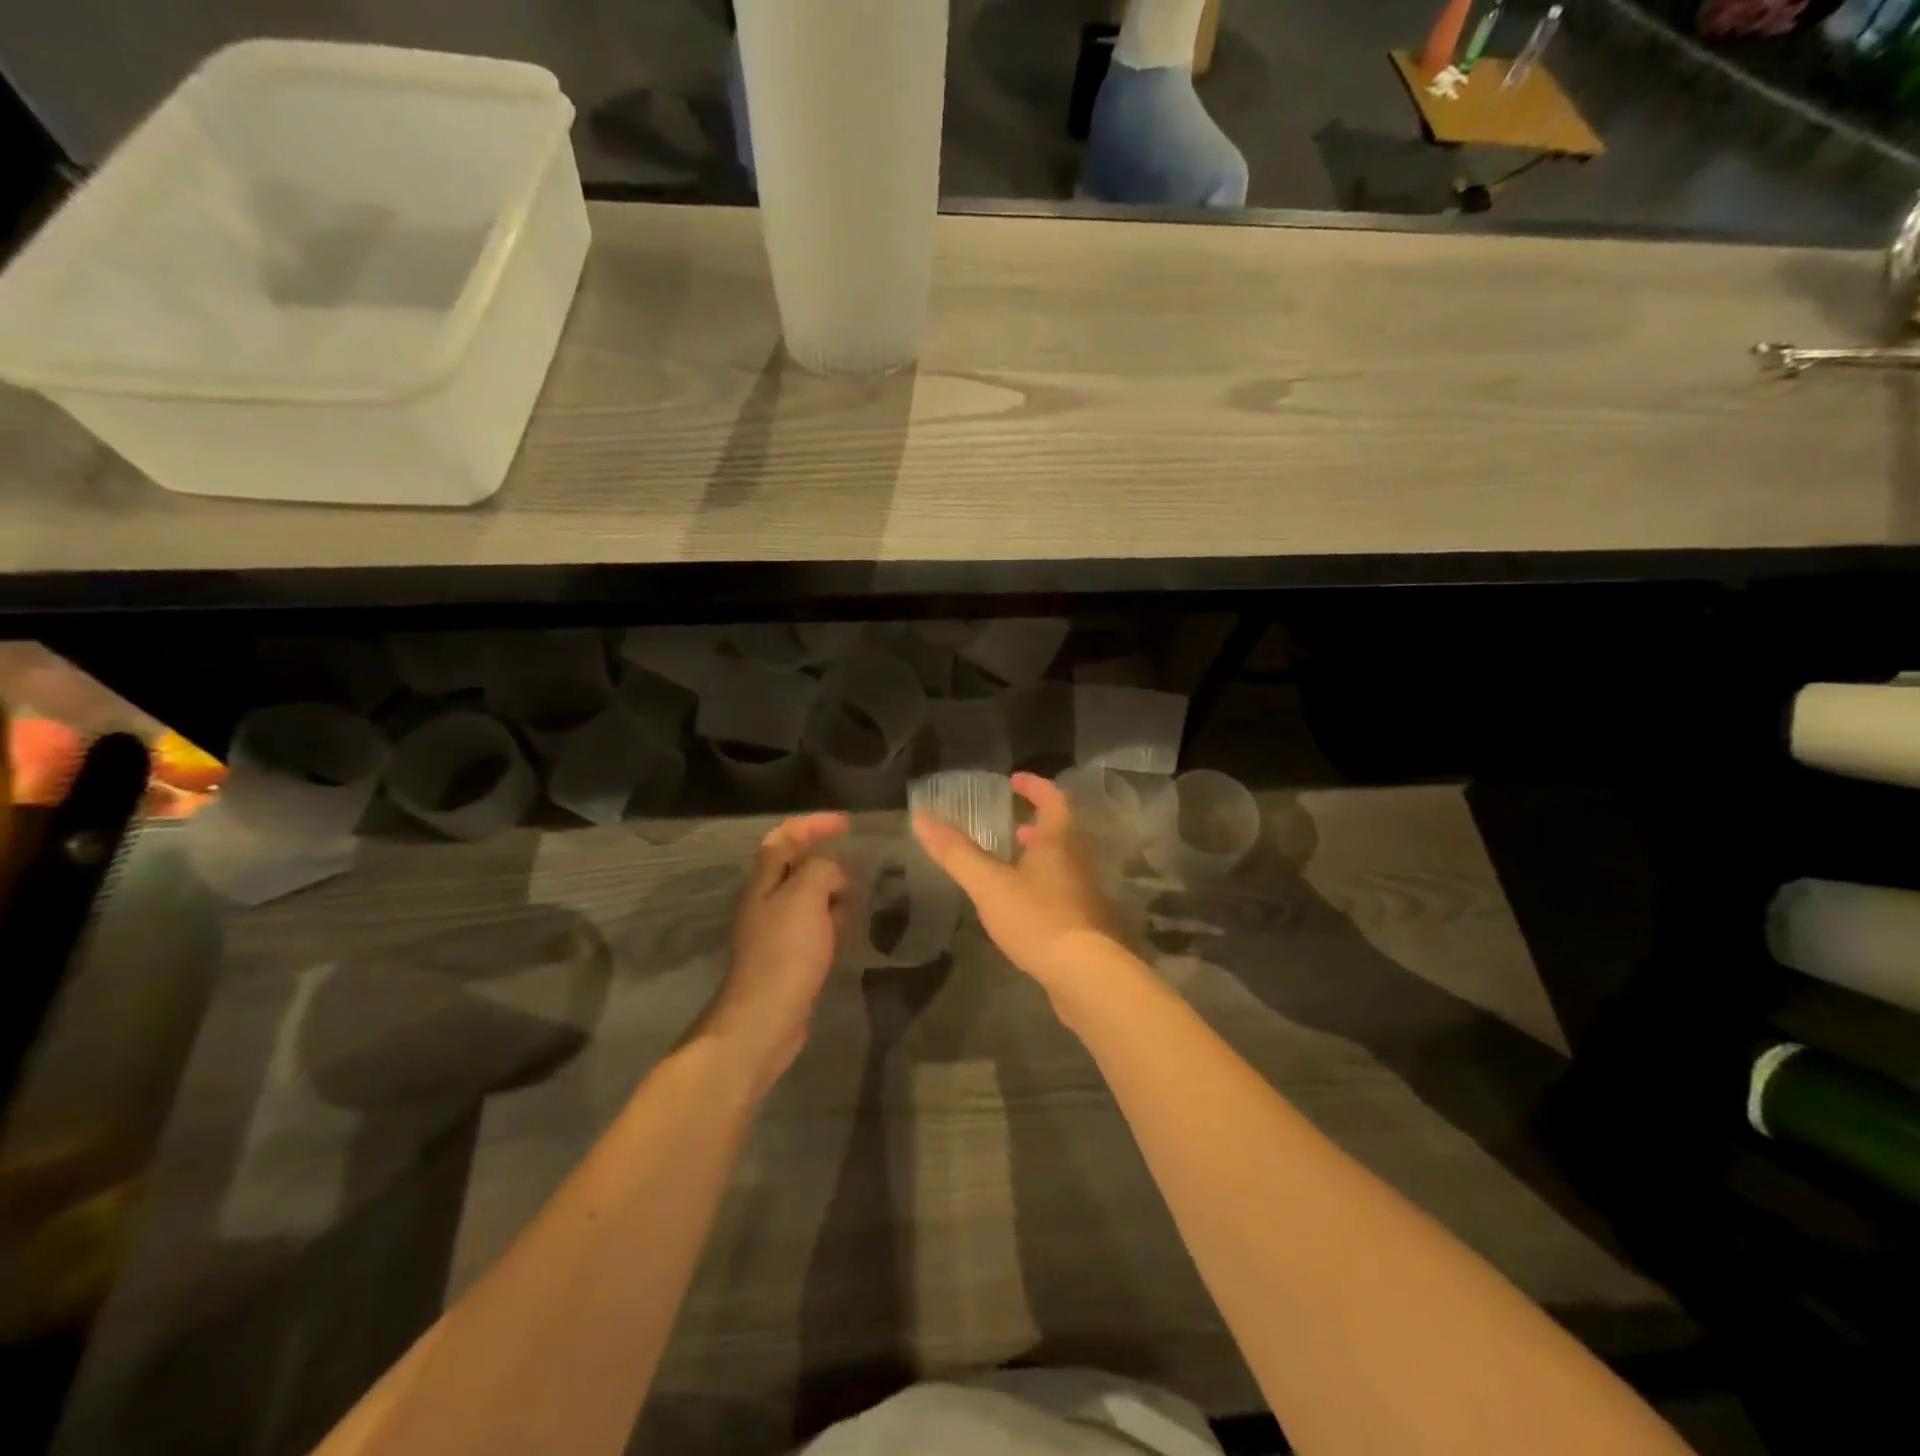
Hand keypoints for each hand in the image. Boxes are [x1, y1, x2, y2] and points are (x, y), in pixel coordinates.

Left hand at [703, 812, 848, 1089]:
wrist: (765, 1019)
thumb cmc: (784, 953)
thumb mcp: (805, 898)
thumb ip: (821, 871)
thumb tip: (834, 873)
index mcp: (764, 883)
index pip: (783, 838)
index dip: (811, 824)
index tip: (845, 822)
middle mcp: (765, 902)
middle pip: (793, 866)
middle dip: (824, 856)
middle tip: (857, 859)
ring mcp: (775, 931)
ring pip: (806, 896)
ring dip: (830, 888)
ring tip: (859, 891)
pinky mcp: (788, 957)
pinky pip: (813, 924)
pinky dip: (831, 917)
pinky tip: (848, 928)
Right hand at [912, 772, 1114, 991]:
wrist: (1085, 974)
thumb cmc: (1038, 918)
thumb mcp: (989, 884)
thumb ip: (956, 852)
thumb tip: (921, 816)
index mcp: (1059, 841)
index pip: (1053, 800)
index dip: (1035, 786)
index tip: (1015, 780)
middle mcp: (1078, 861)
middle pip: (1062, 831)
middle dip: (1037, 824)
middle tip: (1012, 824)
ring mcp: (1085, 893)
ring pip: (1064, 862)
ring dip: (1040, 856)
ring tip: (1013, 864)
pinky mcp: (1086, 923)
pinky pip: (1064, 891)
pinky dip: (1044, 885)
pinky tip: (1024, 906)